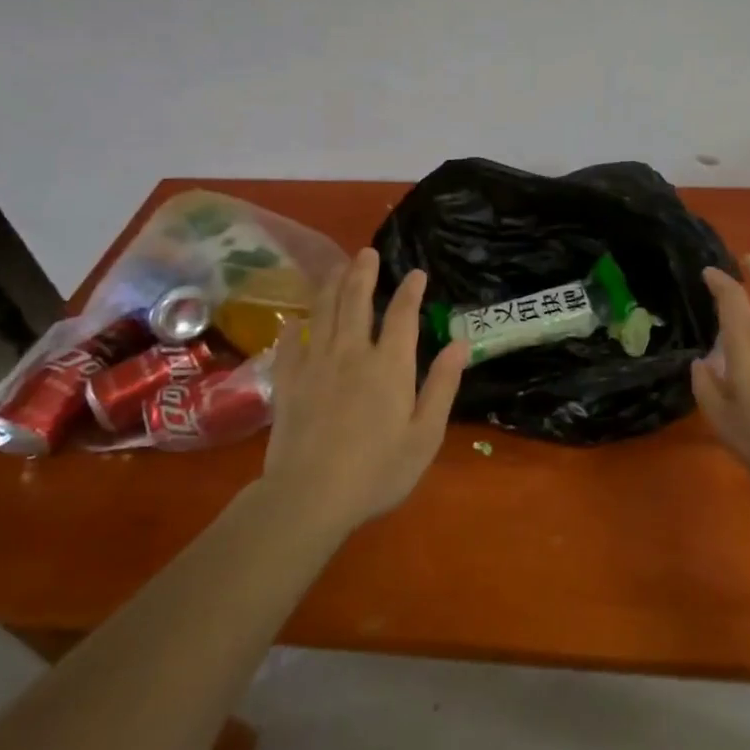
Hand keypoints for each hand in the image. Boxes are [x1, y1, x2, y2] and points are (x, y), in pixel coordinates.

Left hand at [260, 249, 467, 534]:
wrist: (309, 496)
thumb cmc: (378, 470)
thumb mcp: (425, 434)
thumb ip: (442, 385)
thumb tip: (460, 343)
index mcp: (389, 365)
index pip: (402, 315)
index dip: (411, 291)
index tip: (416, 273)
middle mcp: (352, 353)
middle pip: (356, 302)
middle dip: (362, 273)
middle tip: (366, 252)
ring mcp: (316, 365)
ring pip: (323, 313)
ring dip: (331, 286)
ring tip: (336, 267)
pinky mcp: (289, 382)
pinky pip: (291, 342)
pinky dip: (295, 325)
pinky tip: (296, 318)